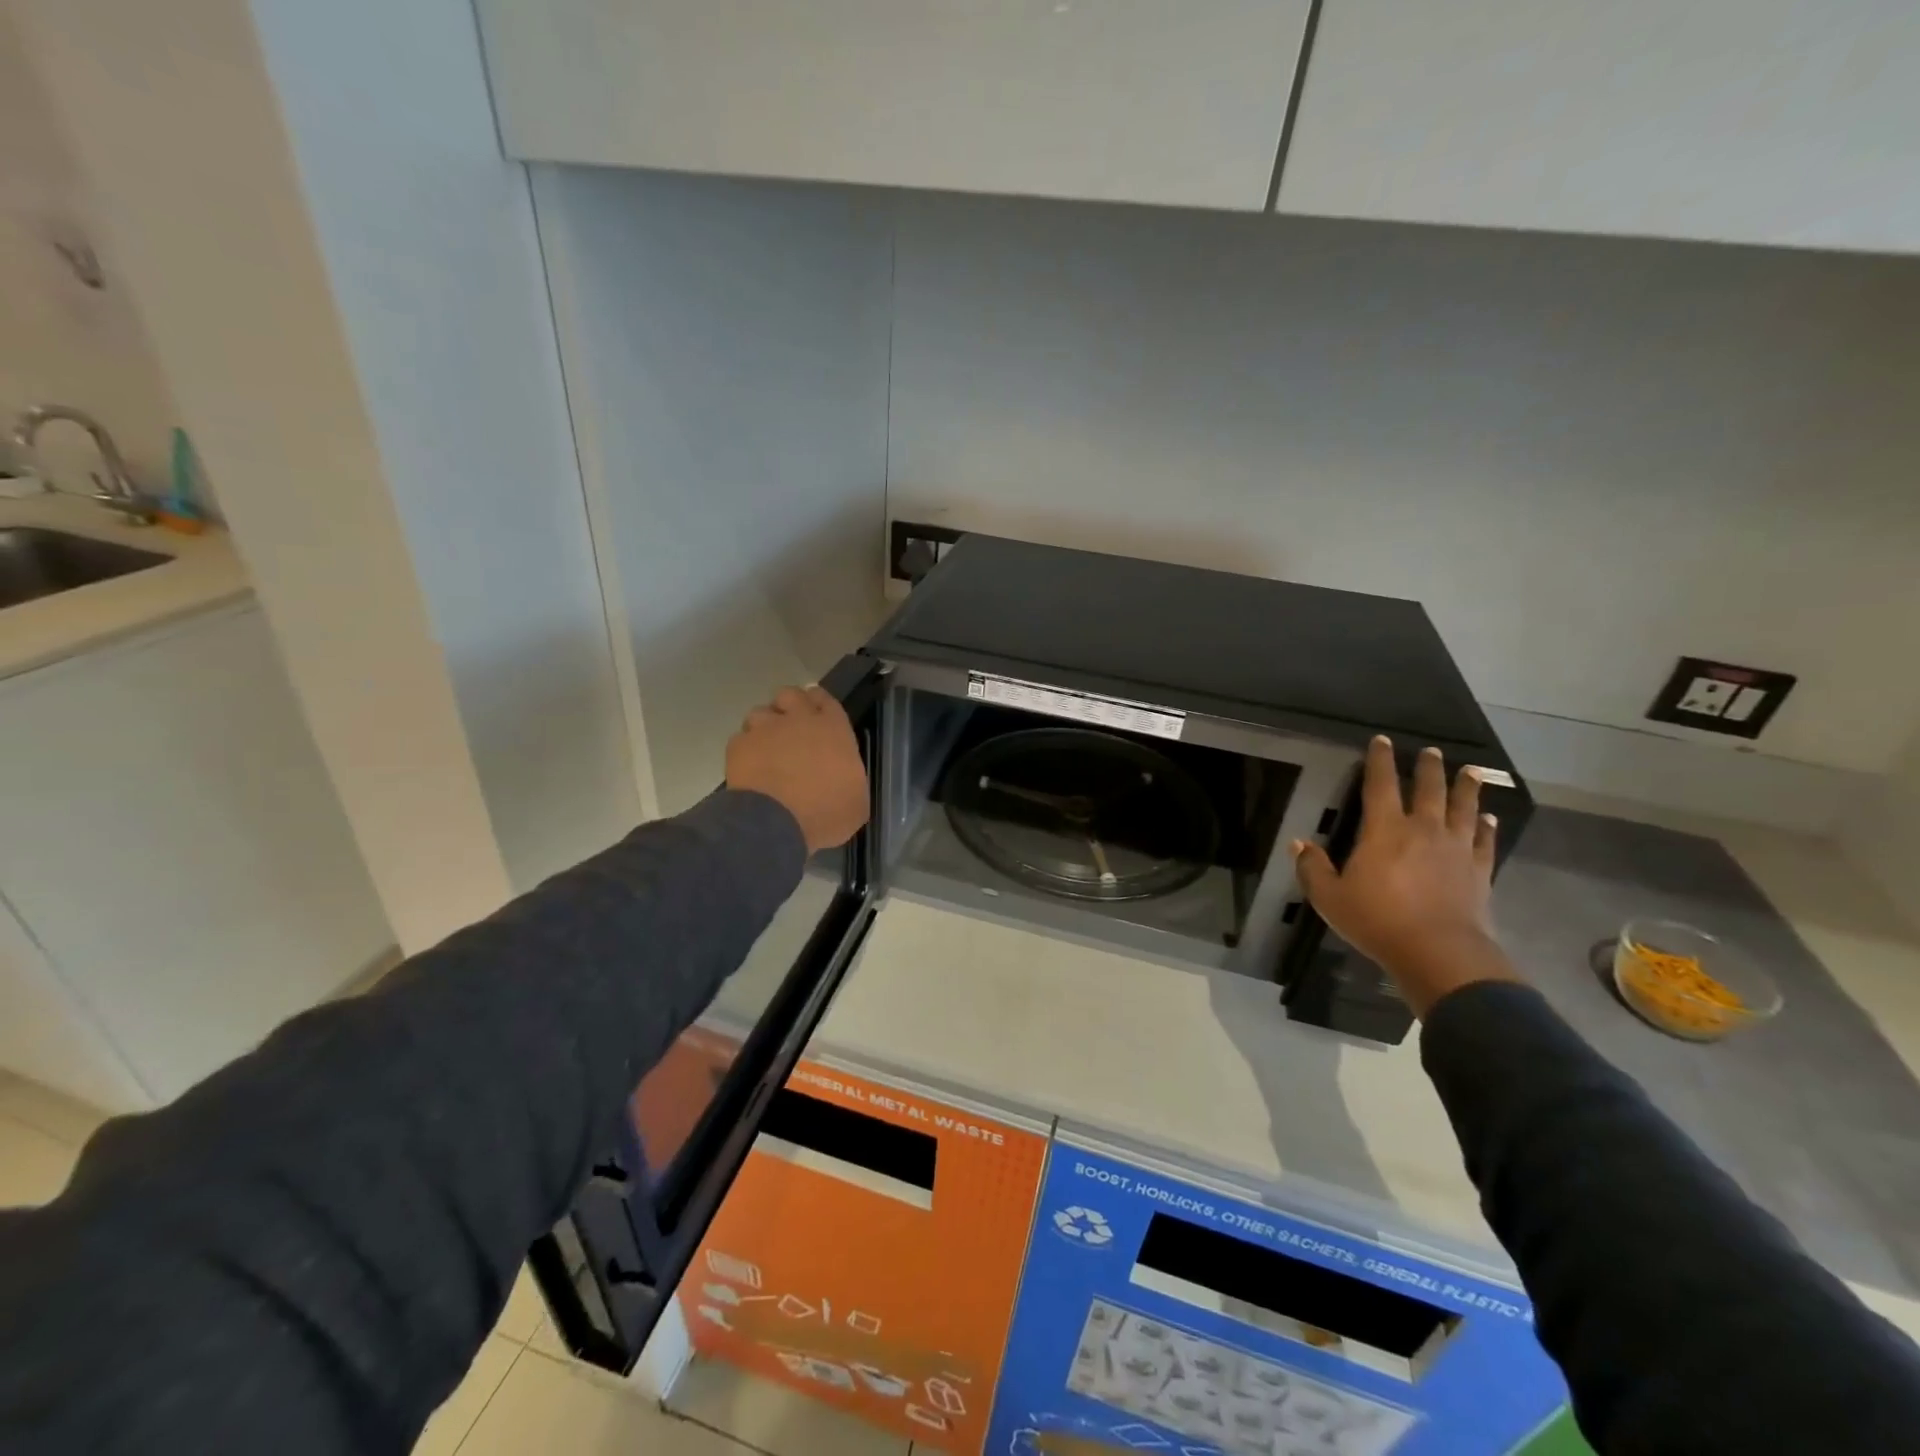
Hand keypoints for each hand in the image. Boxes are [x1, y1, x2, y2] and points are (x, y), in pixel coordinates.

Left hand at [725, 686, 869, 853]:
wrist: (776, 824)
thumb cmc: (826, 813)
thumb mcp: (856, 802)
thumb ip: (849, 779)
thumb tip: (843, 780)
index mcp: (833, 729)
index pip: (825, 700)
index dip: (820, 705)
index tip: (817, 714)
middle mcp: (798, 720)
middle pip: (790, 695)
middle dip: (789, 706)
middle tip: (790, 727)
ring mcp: (765, 730)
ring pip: (761, 712)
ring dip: (764, 726)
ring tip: (766, 747)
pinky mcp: (738, 746)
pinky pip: (741, 739)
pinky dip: (745, 750)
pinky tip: (749, 767)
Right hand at [1291, 736, 1518, 1016]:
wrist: (1439, 953)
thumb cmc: (1378, 921)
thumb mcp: (1330, 898)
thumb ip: (1312, 868)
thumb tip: (1298, 843)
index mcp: (1384, 830)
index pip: (1381, 785)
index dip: (1380, 760)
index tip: (1382, 740)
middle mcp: (1423, 830)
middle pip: (1429, 790)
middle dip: (1428, 768)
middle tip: (1432, 751)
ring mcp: (1455, 849)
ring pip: (1463, 808)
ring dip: (1466, 788)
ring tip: (1470, 771)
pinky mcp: (1478, 871)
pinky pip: (1484, 841)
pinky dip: (1487, 827)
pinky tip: (1489, 818)